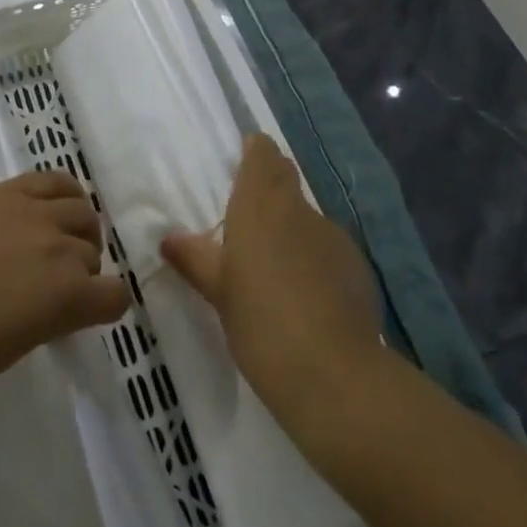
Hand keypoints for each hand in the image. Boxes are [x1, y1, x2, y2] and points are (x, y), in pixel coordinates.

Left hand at [0, 170, 130, 408]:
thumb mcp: (16, 347)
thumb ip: (51, 317)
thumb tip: (57, 301)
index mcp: (66, 297)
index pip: (114, 297)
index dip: (103, 307)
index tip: (83, 314)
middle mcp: (59, 246)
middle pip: (93, 252)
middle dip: (83, 270)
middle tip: (54, 284)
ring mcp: (32, 212)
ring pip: (81, 209)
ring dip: (76, 229)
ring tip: (51, 242)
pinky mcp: (5, 191)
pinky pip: (53, 179)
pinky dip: (62, 193)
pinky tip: (47, 208)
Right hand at [161, 134, 381, 422]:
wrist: (333, 374)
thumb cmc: (261, 321)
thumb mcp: (218, 292)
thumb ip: (195, 259)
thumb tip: (169, 238)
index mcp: (261, 203)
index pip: (263, 153)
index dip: (255, 152)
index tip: (243, 159)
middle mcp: (299, 208)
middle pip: (286, 179)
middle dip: (270, 185)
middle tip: (248, 214)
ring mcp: (334, 236)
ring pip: (307, 218)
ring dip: (291, 230)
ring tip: (275, 268)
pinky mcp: (357, 267)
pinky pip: (328, 250)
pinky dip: (314, 261)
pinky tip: (307, 297)